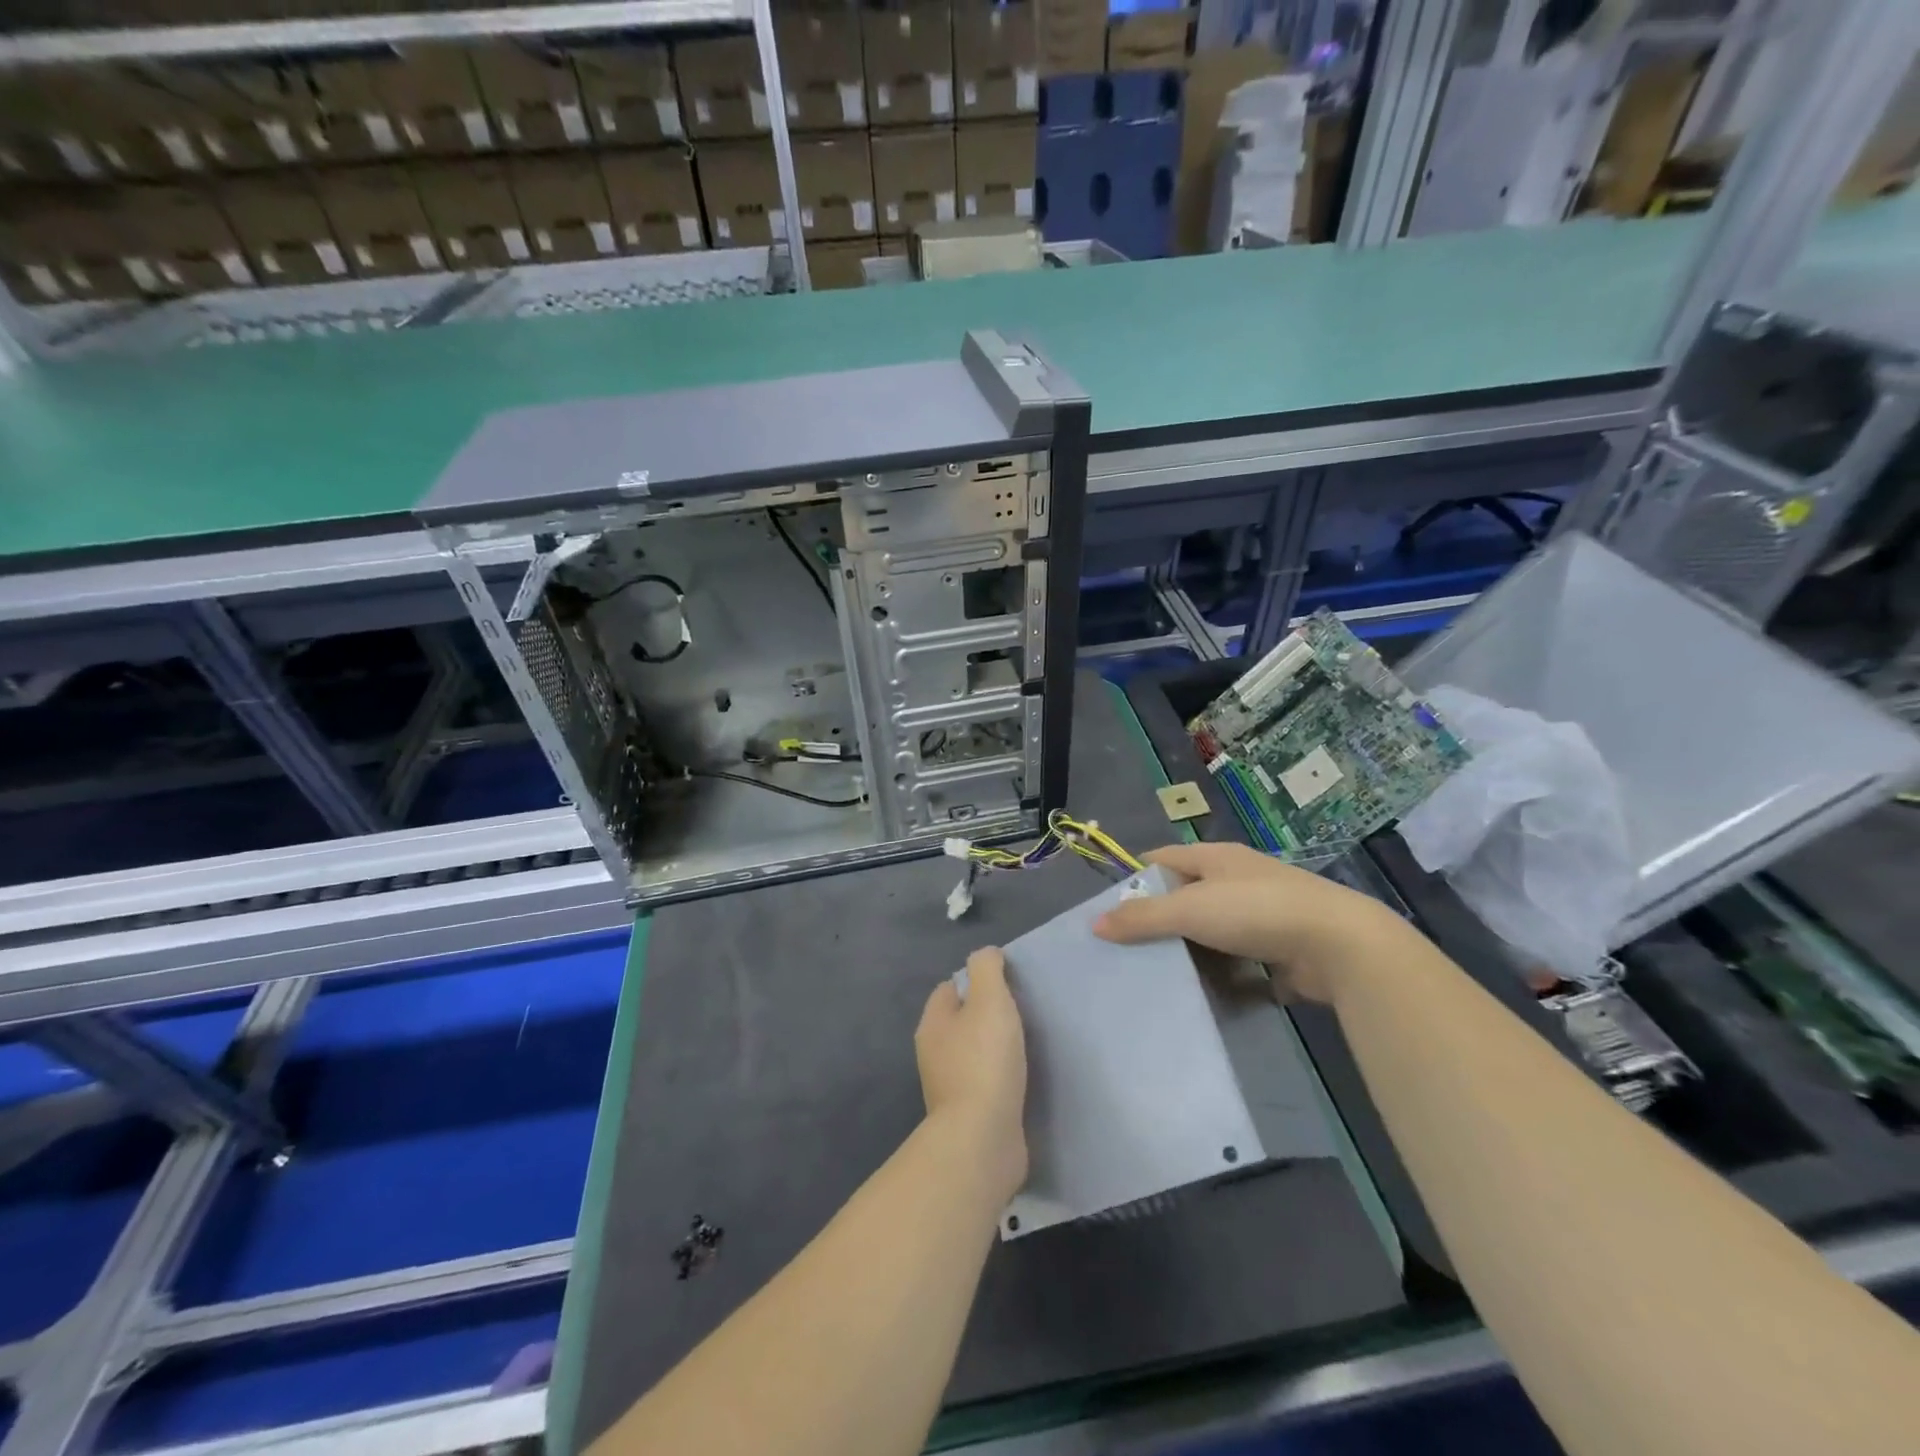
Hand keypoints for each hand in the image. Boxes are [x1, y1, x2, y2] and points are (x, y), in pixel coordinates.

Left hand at [916, 947, 1028, 1203]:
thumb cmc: (985, 1061)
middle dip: (986, 1014)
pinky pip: (985, 1082)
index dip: (976, 980)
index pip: (949, 988)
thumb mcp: (989, 1000)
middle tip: (1021, 1012)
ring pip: (974, 1052)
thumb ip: (987, 970)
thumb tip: (986, 954)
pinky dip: (1001, 1076)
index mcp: (933, 1023)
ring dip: (995, 1047)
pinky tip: (1021, 1077)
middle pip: (961, 1020)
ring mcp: (950, 1085)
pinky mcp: (968, 1113)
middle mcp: (934, 1052)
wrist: (982, 1139)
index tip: (1007, 984)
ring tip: (1025, 1044)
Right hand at [1093, 841, 1401, 1003]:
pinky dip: (1219, 972)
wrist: (1339, 945)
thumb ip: (1143, 916)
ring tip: (1155, 973)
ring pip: (1211, 929)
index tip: (1109, 908)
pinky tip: (1198, 991)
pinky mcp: (1278, 948)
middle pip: (1186, 895)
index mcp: (1216, 858)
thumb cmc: (1256, 911)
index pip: (1164, 859)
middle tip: (1126, 948)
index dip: (1136, 878)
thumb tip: (1095, 923)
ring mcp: (1261, 914)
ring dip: (1189, 948)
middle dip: (1159, 918)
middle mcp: (1237, 880)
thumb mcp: (1190, 909)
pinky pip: (1236, 959)